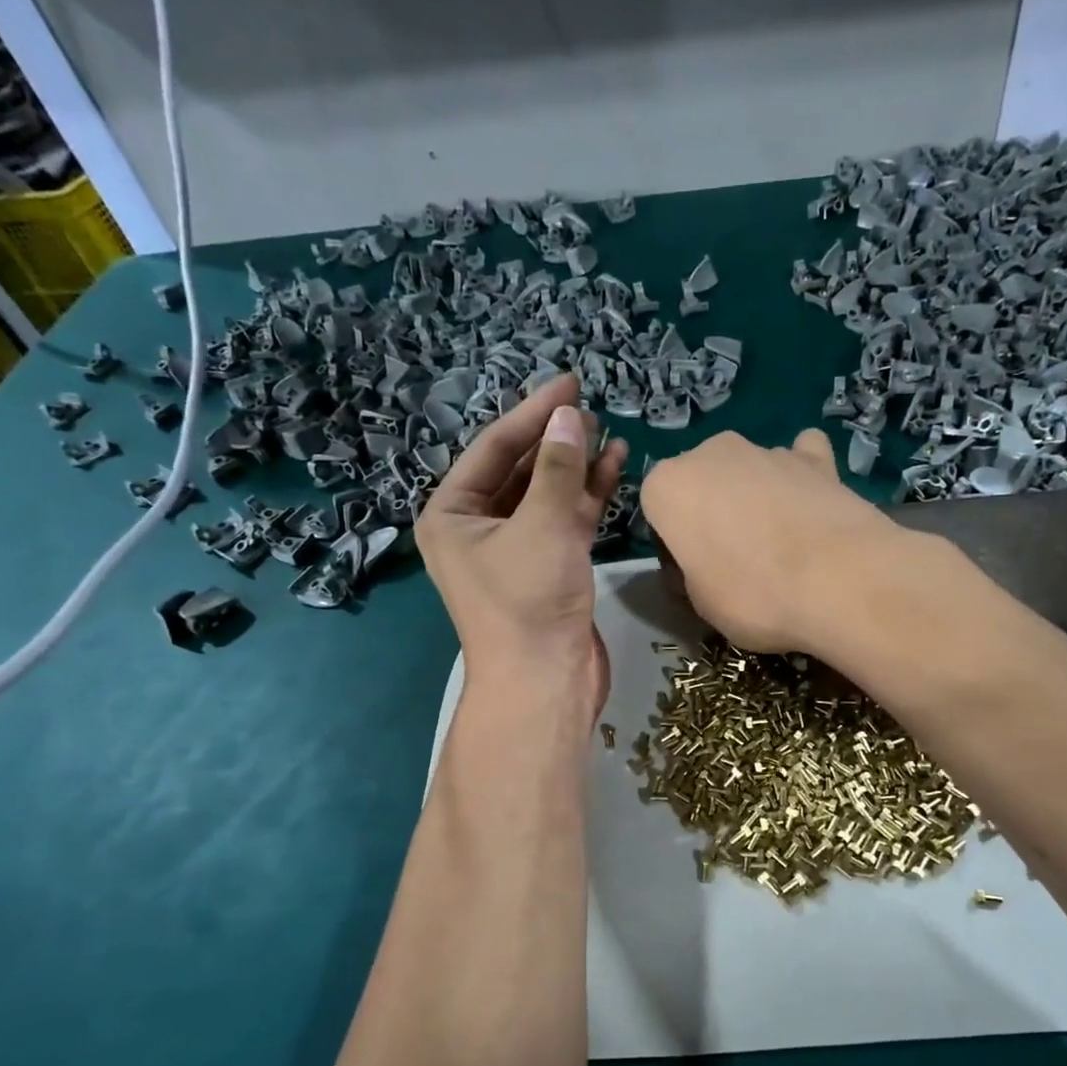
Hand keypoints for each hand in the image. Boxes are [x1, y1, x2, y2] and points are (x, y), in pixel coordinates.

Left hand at [415, 374, 627, 716]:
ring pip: (546, 495)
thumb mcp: (541, 525)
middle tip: (590, 404)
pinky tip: (614, 468)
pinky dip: (587, 497)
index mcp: (452, 515)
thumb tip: (570, 415)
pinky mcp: (549, 569)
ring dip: (576, 466)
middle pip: (519, 469)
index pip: (493, 448)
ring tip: (609, 432)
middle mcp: (478, 529)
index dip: (533, 412)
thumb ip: (556, 468)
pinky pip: (565, 521)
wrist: (545, 683)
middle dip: (555, 438)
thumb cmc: (529, 602)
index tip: (570, 382)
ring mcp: (515, 550)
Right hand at [639, 429, 901, 654]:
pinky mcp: (816, 457)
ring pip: (747, 472)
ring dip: (754, 497)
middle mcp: (710, 453)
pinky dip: (801, 476)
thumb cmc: (752, 595)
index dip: (674, 547)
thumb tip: (704, 565)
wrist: (839, 580)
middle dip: (711, 514)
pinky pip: (799, 459)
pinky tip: (811, 503)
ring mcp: (766, 449)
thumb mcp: (700, 603)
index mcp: (667, 486)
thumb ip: (691, 572)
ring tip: (782, 545)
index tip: (694, 575)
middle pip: (701, 484)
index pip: (656, 513)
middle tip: (735, 561)